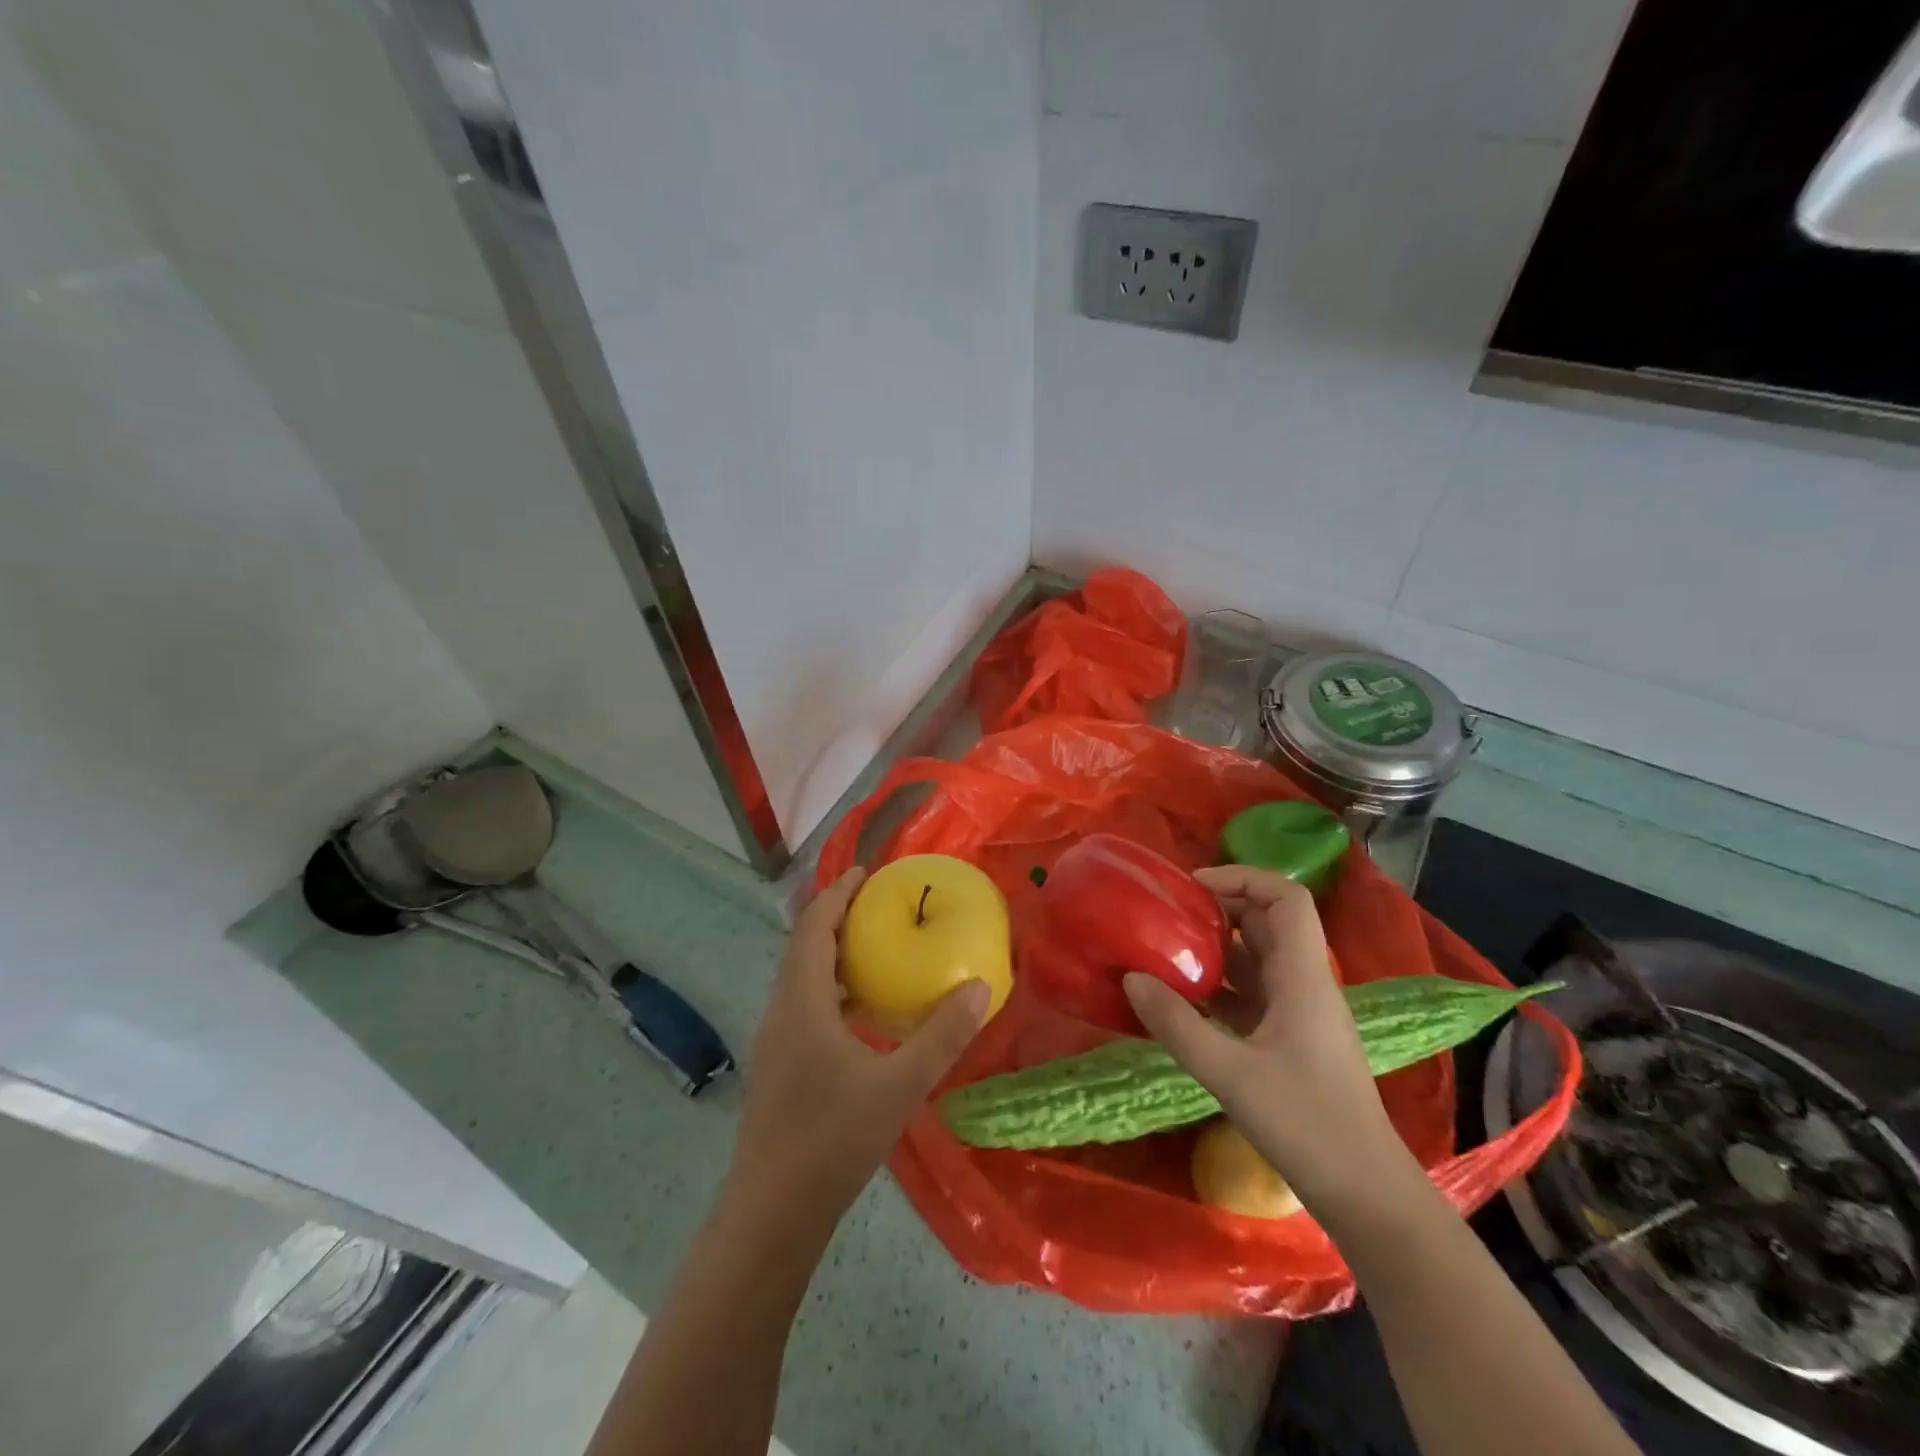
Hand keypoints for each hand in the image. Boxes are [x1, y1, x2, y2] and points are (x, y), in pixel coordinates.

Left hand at [729, 868, 990, 1222]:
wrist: (773, 1212)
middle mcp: (781, 1011)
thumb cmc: (834, 1139)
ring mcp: (775, 1041)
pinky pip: (804, 1006)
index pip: (813, 926)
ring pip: (802, 979)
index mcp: (802, 1001)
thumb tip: (981, 987)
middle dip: (837, 918)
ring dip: (834, 955)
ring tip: (877, 949)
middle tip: (880, 905)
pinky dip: (832, 990)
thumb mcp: (900, 1084)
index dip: (837, 893)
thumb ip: (942, 1035)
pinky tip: (863, 1014)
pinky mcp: (779, 1067)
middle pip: (804, 946)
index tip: (866, 872)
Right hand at [1123, 865, 1425, 1225]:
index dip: (1241, 878)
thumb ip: (1177, 1025)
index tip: (1192, 887)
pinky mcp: (1291, 1040)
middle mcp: (1304, 984)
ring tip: (1165, 951)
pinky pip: (1251, 994)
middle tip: (1168, 915)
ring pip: (1257, 959)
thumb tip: (1132, 978)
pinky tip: (1183, 1001)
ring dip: (1215, 949)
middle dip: (1219, 909)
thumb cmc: (1307, 1125)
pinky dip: (1219, 987)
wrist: (1366, 1194)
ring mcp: (1299, 1013)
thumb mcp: (1230, 1074)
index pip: (1285, 898)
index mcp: (1302, 977)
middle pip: (1267, 922)